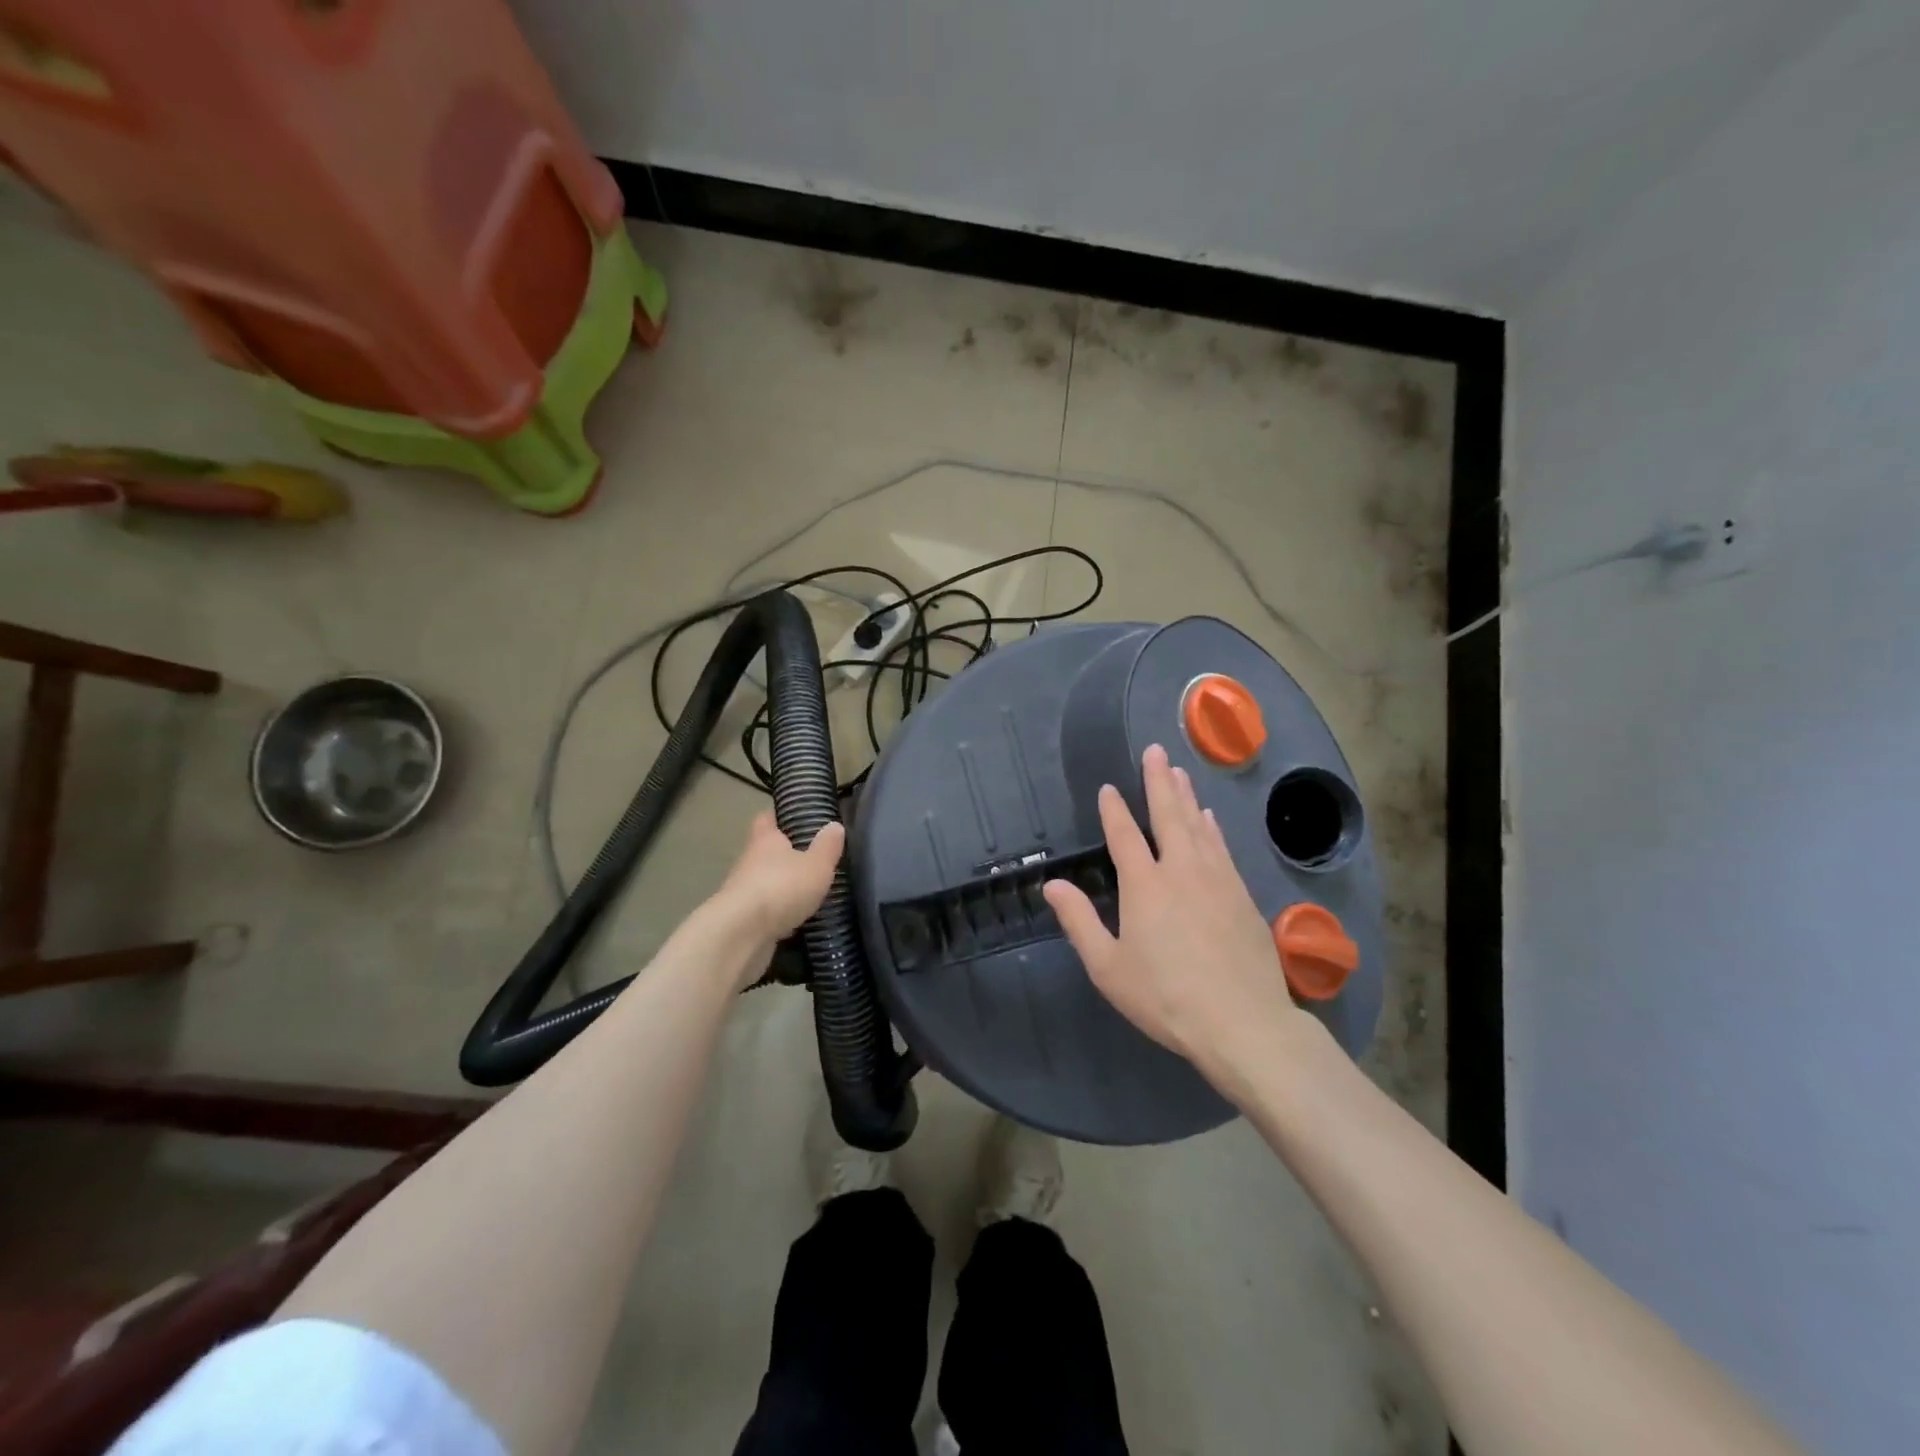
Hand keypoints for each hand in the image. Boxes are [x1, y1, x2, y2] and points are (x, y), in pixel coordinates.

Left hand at [712, 811, 844, 944]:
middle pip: (766, 852)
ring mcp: (742, 892)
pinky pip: (764, 911)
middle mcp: (749, 861)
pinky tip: (796, 921)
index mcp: (765, 839)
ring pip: (765, 883)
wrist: (741, 934)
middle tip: (813, 859)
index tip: (795, 818)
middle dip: (785, 856)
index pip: (767, 818)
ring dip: (782, 887)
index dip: (780, 816)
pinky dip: (778, 914)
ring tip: (809, 893)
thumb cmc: (781, 887)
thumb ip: (827, 846)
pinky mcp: (742, 921)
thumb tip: (834, 825)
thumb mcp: (816, 865)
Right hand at [1043, 744, 1306, 1083]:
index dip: (1114, 810)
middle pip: (1168, 815)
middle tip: (1156, 750)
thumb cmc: (1166, 997)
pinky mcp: (1242, 896)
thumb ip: (1079, 921)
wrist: (1243, 1023)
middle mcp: (1182, 870)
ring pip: (1198, 826)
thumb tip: (1053, 885)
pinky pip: (1222, 847)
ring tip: (1179, 772)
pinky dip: (1211, 827)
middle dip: (1159, 781)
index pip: (1124, 835)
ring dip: (1186, 797)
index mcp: (1145, 885)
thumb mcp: (1108, 967)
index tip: (1109, 787)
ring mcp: (1217, 880)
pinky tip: (1209, 820)